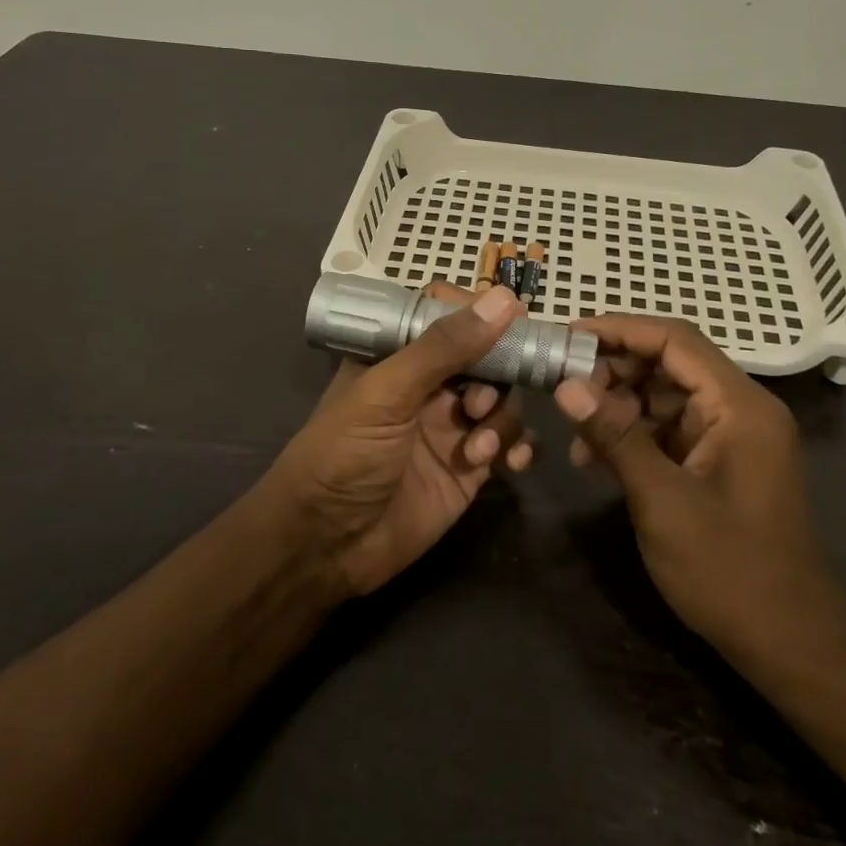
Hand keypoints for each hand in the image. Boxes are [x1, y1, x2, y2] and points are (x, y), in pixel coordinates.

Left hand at [270, 284, 535, 596]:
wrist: (326, 546)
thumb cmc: (343, 456)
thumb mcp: (386, 394)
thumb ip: (442, 348)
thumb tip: (503, 299)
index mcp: (398, 355)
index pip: (447, 315)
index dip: (480, 314)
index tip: (512, 318)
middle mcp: (429, 385)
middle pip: (485, 356)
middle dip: (497, 374)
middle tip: (479, 404)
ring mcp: (452, 426)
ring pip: (502, 399)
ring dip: (502, 417)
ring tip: (478, 447)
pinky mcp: (470, 467)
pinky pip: (510, 442)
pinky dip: (518, 447)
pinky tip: (509, 464)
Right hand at [554, 316, 845, 678]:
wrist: (789, 644)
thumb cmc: (729, 571)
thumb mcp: (662, 500)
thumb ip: (615, 435)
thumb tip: (566, 384)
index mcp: (740, 406)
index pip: (675, 341)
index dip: (619, 330)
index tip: (567, 335)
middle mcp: (740, 410)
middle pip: (670, 364)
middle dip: (614, 370)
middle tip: (563, 386)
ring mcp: (731, 438)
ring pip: (665, 397)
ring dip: (618, 406)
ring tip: (574, 431)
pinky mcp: (719, 464)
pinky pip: (670, 430)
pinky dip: (633, 435)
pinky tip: (595, 458)